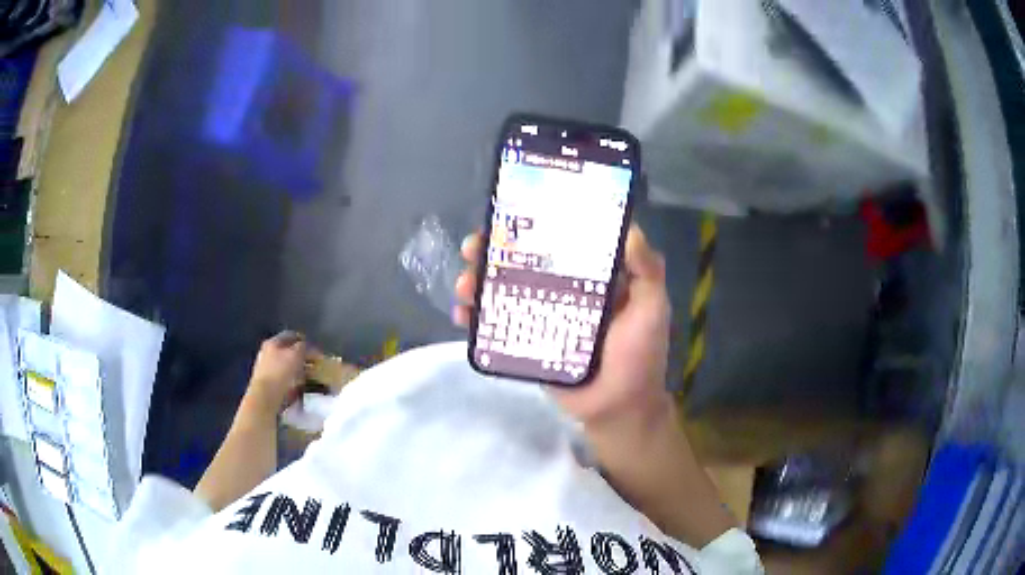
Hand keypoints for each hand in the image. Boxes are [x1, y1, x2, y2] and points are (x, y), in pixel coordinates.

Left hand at [239, 331, 312, 423]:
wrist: (265, 398)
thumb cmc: (280, 373)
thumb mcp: (295, 355)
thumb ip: (303, 347)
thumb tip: (307, 347)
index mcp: (272, 343)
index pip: (291, 335)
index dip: (304, 340)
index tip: (316, 349)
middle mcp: (267, 353)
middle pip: (288, 351)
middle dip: (301, 357)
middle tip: (314, 363)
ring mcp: (266, 369)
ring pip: (286, 366)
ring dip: (298, 370)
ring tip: (310, 377)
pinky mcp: (268, 384)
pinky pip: (284, 379)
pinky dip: (293, 381)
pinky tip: (300, 386)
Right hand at [454, 224, 673, 427]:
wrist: (618, 409)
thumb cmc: (639, 356)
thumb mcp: (651, 308)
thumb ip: (647, 271)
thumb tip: (630, 228)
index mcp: (590, 277)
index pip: (557, 241)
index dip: (532, 225)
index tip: (509, 214)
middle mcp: (562, 292)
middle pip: (521, 264)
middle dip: (492, 252)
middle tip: (472, 247)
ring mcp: (541, 318)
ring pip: (502, 292)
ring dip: (477, 283)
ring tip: (464, 284)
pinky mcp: (526, 345)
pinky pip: (497, 328)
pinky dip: (476, 320)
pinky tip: (462, 316)